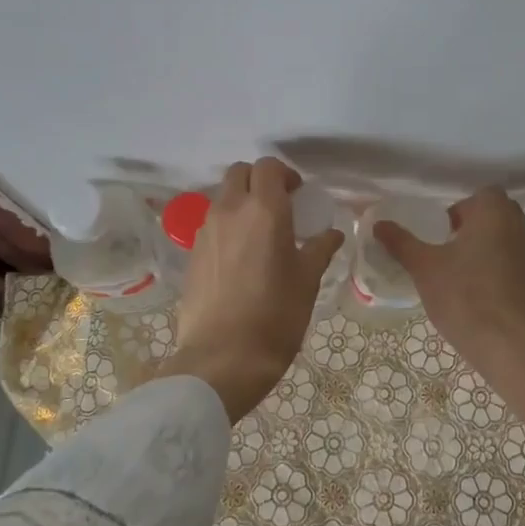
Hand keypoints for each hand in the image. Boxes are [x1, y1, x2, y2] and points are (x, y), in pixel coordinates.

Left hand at [159, 157, 344, 421]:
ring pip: (222, 198)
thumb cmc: (275, 316)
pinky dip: (227, 226)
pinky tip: (241, 257)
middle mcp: (230, 210)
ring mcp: (205, 231)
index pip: (268, 167)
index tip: (298, 194)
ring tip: (261, 234)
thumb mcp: (307, 282)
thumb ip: (319, 249)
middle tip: (280, 206)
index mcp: (263, 210)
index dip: (284, 174)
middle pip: (239, 173)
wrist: (223, 358)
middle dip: (259, 180)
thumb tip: (332, 233)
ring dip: (241, 202)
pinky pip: (211, 224)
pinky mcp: (192, 254)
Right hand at [377, 187, 524, 370]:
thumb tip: (379, 224)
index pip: (483, 194)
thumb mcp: (423, 267)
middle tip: (447, 248)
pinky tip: (477, 292)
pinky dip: (498, 269)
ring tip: (459, 271)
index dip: (462, 208)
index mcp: (495, 214)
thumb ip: (401, 242)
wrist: (506, 344)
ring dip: (486, 247)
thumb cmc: (463, 294)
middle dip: (473, 226)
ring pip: (507, 239)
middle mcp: (520, 228)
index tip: (442, 231)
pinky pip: (514, 263)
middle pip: (497, 215)